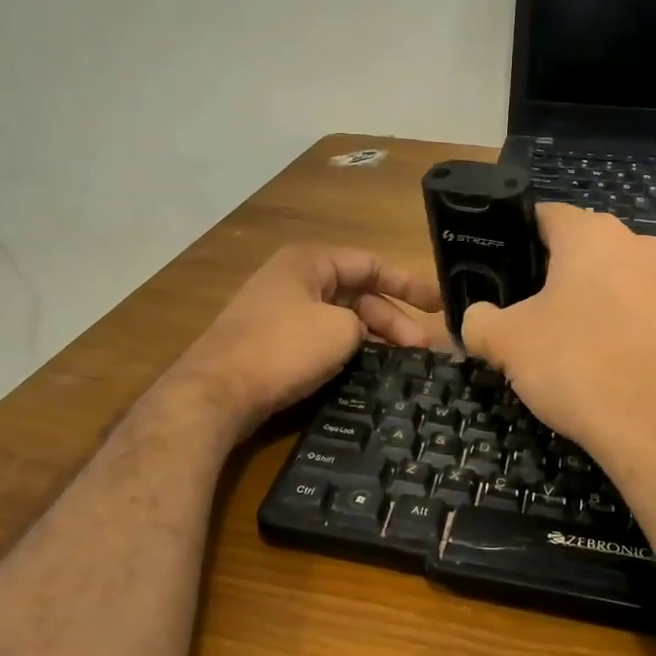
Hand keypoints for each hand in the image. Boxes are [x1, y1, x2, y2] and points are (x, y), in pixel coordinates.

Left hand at [168, 244, 441, 438]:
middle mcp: (295, 280)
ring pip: (341, 319)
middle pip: (357, 294)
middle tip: (424, 350)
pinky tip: (367, 372)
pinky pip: (321, 338)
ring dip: (372, 338)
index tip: (440, 305)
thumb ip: (365, 325)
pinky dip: (347, 351)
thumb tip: (364, 336)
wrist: (215, 393)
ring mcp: (281, 312)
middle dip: (393, 319)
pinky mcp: (272, 343)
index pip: (370, 263)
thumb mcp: (340, 330)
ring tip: (404, 364)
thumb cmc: (282, 349)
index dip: (409, 283)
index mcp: (310, 262)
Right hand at [460, 204, 655, 468]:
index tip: (491, 269)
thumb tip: (474, 320)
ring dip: (575, 301)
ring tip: (547, 339)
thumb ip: (479, 321)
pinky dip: (605, 326)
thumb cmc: (577, 363)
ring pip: (603, 280)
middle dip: (542, 274)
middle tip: (512, 308)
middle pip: (574, 248)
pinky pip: (629, 310)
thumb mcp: (506, 341)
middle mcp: (634, 244)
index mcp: (591, 233)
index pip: (542, 215)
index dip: (510, 238)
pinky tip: (586, 360)